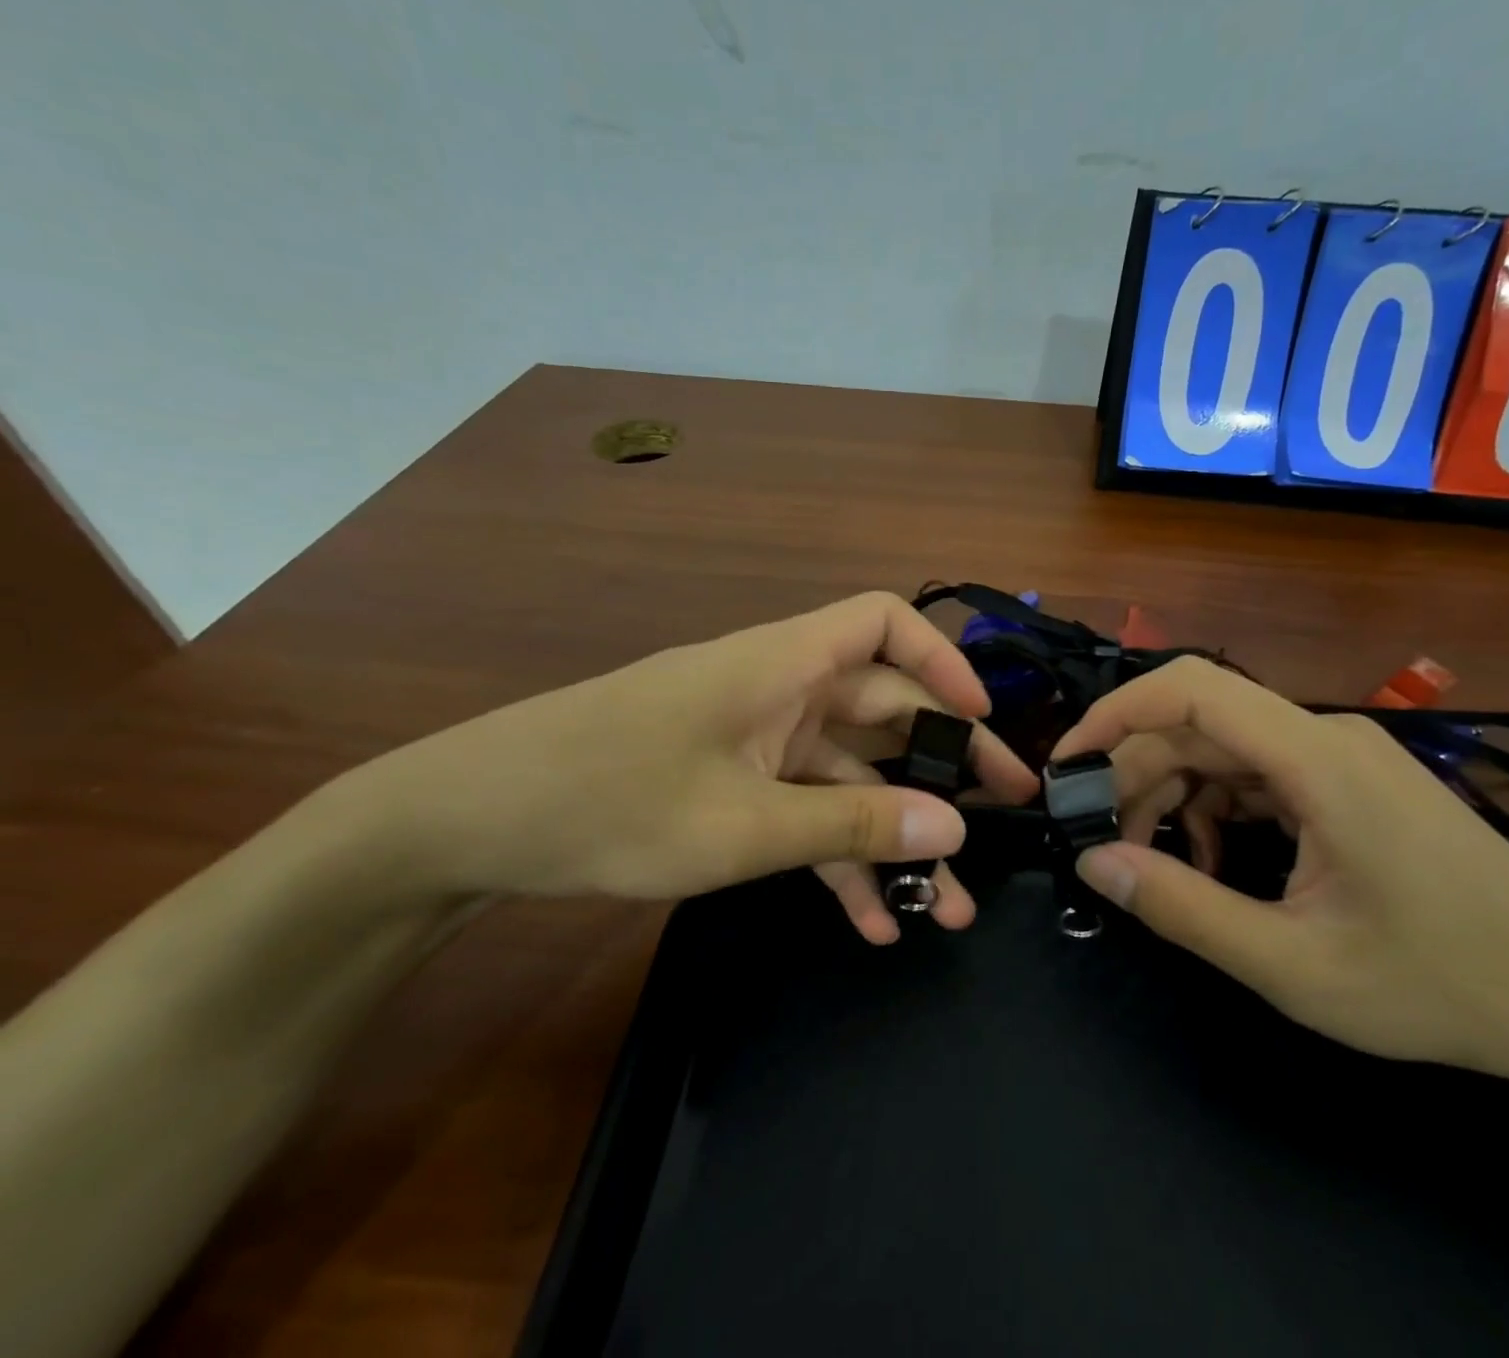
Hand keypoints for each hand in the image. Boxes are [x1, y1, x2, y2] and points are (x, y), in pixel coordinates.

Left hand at [359, 592, 1037, 941]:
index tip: (981, 721)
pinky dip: (837, 858)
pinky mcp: (734, 782)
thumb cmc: (608, 801)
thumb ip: (852, 828)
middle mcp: (781, 690)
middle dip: (942, 769)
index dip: (943, 660)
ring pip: (849, 776)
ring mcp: (758, 740)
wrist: (470, 823)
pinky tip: (870, 922)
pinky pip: (805, 812)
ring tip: (944, 908)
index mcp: (785, 664)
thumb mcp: (742, 826)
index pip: (885, 622)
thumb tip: (952, 830)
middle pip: (883, 711)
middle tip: (1002, 820)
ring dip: (893, 836)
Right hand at [1050, 657, 1508, 1080]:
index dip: (1116, 713)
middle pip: (1199, 727)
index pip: (1191, 689)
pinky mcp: (1350, 781)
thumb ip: (1184, 909)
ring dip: (1175, 797)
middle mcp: (1326, 736)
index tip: (1068, 764)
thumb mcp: (1294, 966)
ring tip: (1158, 864)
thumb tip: (1095, 861)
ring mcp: (1342, 756)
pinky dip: (1218, 809)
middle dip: (1138, 776)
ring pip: (1224, 751)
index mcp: (1317, 760)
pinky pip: (1258, 774)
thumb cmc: (1442, 986)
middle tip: (1105, 844)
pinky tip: (1216, 863)